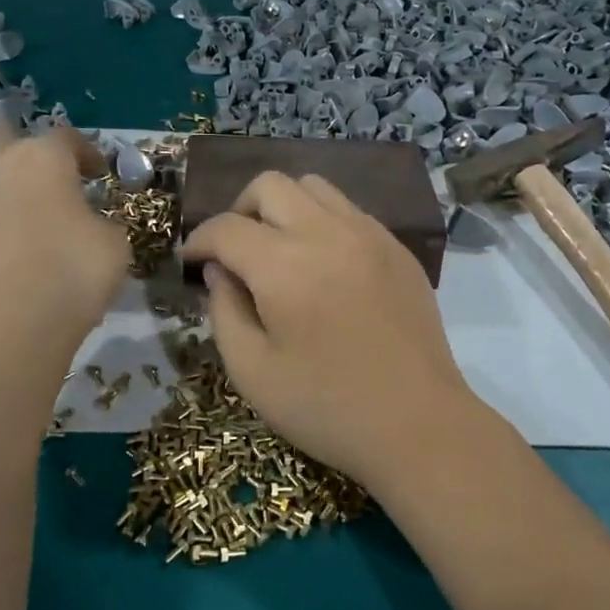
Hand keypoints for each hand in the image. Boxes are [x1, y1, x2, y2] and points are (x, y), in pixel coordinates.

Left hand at [0, 125, 129, 361]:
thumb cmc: (68, 277)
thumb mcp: (113, 247)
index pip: (66, 137)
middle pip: (6, 136)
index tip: (97, 174)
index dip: (86, 152)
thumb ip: (100, 223)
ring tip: (1, 202)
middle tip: (45, 182)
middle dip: (26, 153)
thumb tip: (87, 224)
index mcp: (41, 158)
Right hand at [179, 171, 482, 486]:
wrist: (418, 424)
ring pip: (314, 187)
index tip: (190, 262)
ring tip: (278, 250)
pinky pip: (349, 210)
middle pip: (270, 185)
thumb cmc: (327, 407)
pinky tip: (322, 265)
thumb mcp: (252, 372)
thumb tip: (218, 270)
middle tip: (234, 252)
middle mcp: (328, 234)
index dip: (198, 240)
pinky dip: (322, 221)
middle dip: (239, 211)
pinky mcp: (398, 248)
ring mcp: (370, 236)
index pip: (227, 227)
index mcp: (285, 267)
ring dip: (283, 208)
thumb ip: (224, 311)